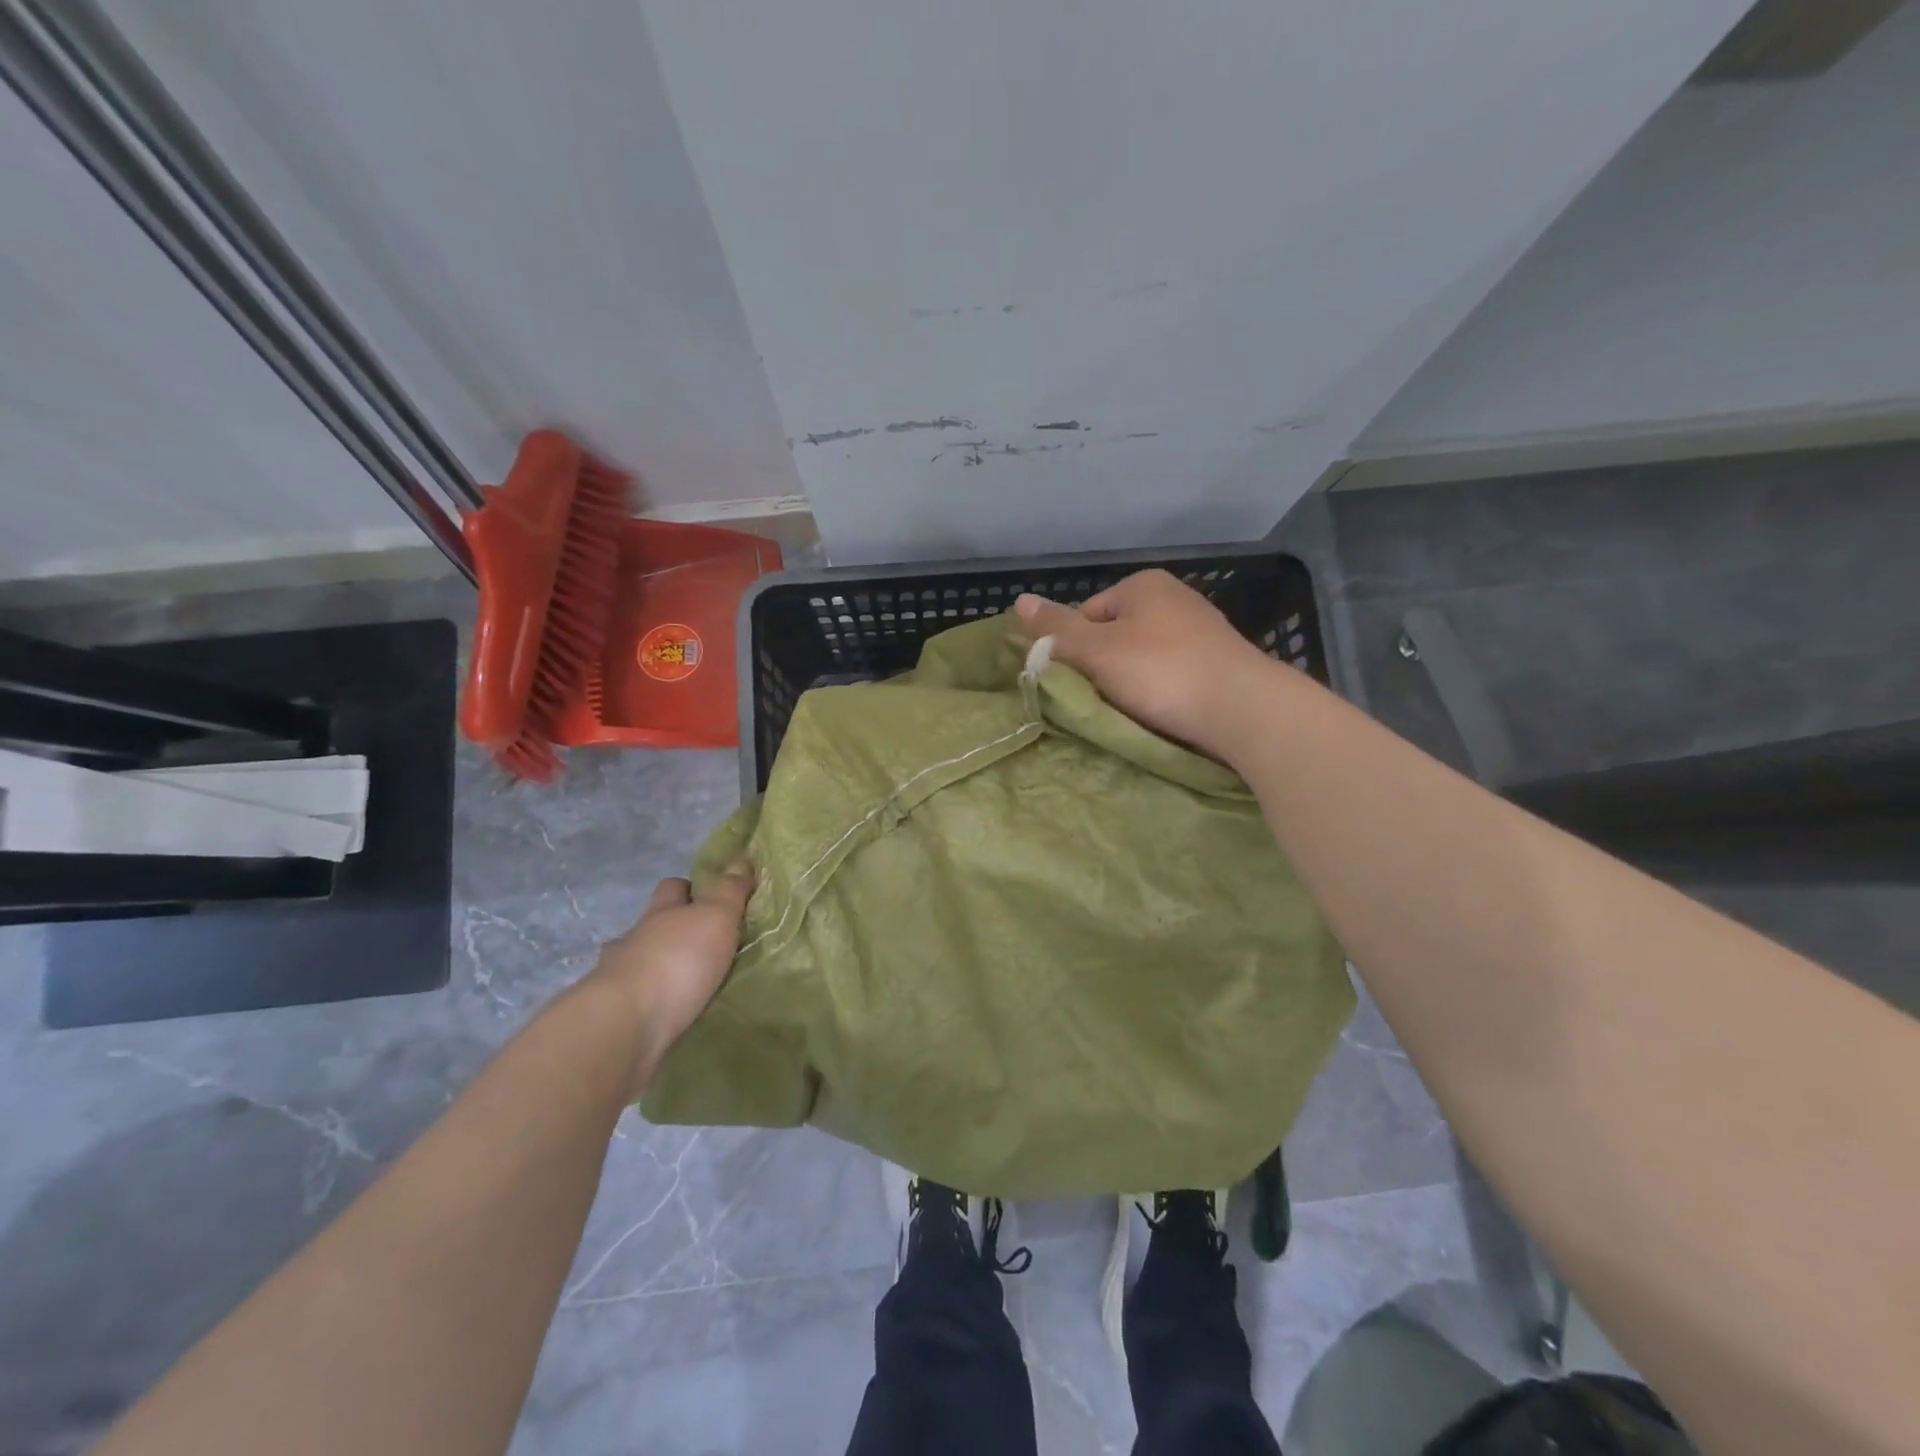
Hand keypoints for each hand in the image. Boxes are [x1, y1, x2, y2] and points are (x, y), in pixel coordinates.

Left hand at [585, 863, 754, 1095]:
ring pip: (641, 961)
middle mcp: (635, 939)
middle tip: (705, 942)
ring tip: (688, 982)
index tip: (711, 897)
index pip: (673, 887)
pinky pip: (638, 999)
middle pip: (653, 924)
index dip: (690, 888)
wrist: (626, 1025)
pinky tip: (669, 1011)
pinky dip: (652, 1001)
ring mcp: (620, 977)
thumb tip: (742, 858)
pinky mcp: (616, 1015)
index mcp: (661, 912)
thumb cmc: (677, 960)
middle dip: (673, 928)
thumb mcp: (715, 917)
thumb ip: (729, 891)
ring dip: (660, 967)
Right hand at [1013, 569, 1277, 760]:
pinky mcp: (1217, 662)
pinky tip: (1160, 711)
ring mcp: (1200, 630)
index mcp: (1142, 585)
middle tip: (1100, 700)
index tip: (1077, 682)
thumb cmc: (1161, 672)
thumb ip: (1056, 628)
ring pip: (1142, 657)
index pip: (1085, 614)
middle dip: (1103, 667)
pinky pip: (1171, 674)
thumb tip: (1018, 600)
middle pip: (1113, 636)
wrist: (1243, 709)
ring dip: (1130, 683)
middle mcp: (1173, 598)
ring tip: (1131, 710)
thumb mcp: (1096, 650)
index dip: (1073, 650)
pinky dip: (1160, 691)